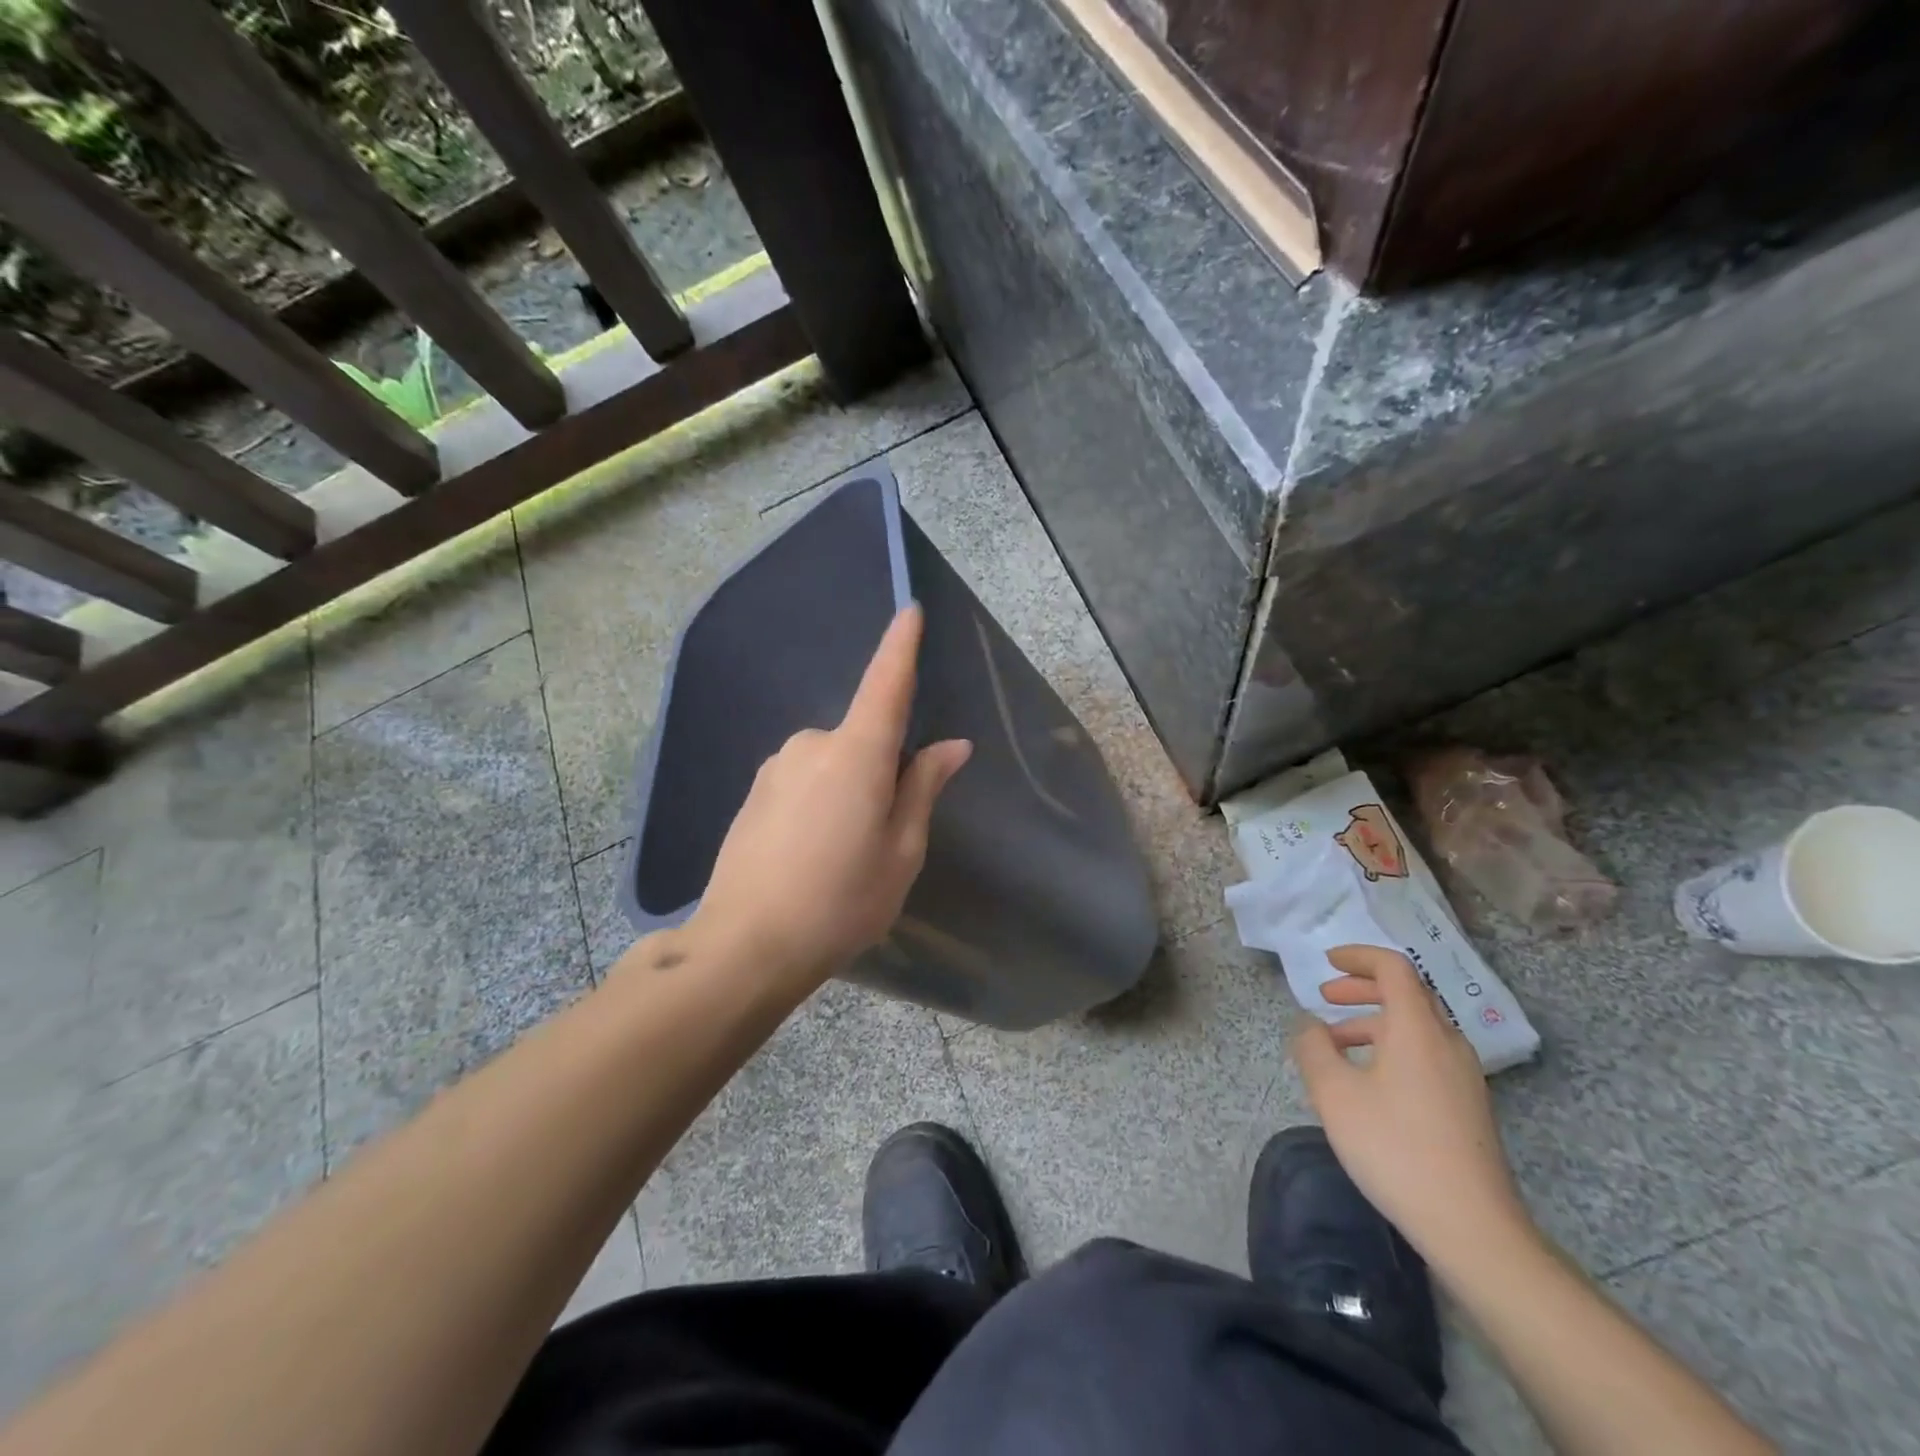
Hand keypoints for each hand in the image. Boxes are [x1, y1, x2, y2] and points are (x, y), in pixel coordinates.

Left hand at [685, 605, 970, 991]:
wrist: (744, 946)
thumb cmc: (840, 901)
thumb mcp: (901, 852)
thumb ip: (922, 789)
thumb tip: (951, 746)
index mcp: (856, 754)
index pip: (885, 685)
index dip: (901, 646)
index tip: (910, 609)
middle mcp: (811, 745)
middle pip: (862, 739)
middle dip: (881, 771)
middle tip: (881, 836)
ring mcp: (775, 767)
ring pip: (832, 763)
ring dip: (847, 791)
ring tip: (842, 856)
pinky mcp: (754, 791)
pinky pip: (803, 781)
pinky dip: (819, 804)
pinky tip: (810, 856)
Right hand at [1291, 945, 1533, 1266]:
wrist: (1473, 1228)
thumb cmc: (1395, 1149)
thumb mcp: (1334, 1094)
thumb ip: (1314, 1048)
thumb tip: (1311, 1026)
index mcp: (1418, 1029)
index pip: (1393, 969)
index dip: (1359, 957)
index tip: (1328, 962)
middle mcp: (1447, 1043)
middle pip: (1408, 994)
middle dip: (1363, 989)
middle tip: (1326, 997)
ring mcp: (1463, 1077)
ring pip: (1416, 1028)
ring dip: (1373, 1022)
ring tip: (1336, 1046)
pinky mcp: (1468, 1107)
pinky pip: (1425, 1056)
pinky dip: (1391, 1049)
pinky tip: (1367, 1084)